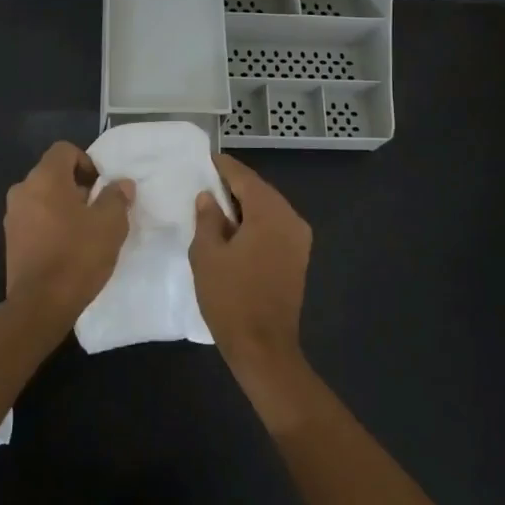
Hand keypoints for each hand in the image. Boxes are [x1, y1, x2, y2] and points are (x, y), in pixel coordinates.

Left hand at [3, 142, 133, 326]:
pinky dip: (51, 224)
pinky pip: (35, 219)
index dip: (87, 161)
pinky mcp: (11, 240)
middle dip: (77, 186)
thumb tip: (121, 184)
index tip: (102, 186)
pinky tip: (68, 246)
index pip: (64, 150)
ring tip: (86, 230)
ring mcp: (13, 216)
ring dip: (64, 206)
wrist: (41, 304)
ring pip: (43, 198)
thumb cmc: (78, 255)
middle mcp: (23, 190)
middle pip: (53, 174)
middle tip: (99, 209)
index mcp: (45, 178)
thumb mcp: (110, 224)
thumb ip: (116, 197)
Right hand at [190, 153, 311, 380]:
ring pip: (269, 209)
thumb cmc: (230, 298)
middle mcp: (291, 220)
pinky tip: (234, 228)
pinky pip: (275, 227)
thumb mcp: (207, 255)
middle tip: (207, 180)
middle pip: (260, 191)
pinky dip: (255, 222)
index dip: (224, 167)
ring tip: (216, 203)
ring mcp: (299, 240)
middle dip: (235, 185)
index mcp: (270, 214)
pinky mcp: (298, 257)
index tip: (206, 158)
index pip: (245, 178)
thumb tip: (209, 198)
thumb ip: (207, 219)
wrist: (263, 346)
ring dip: (245, 204)